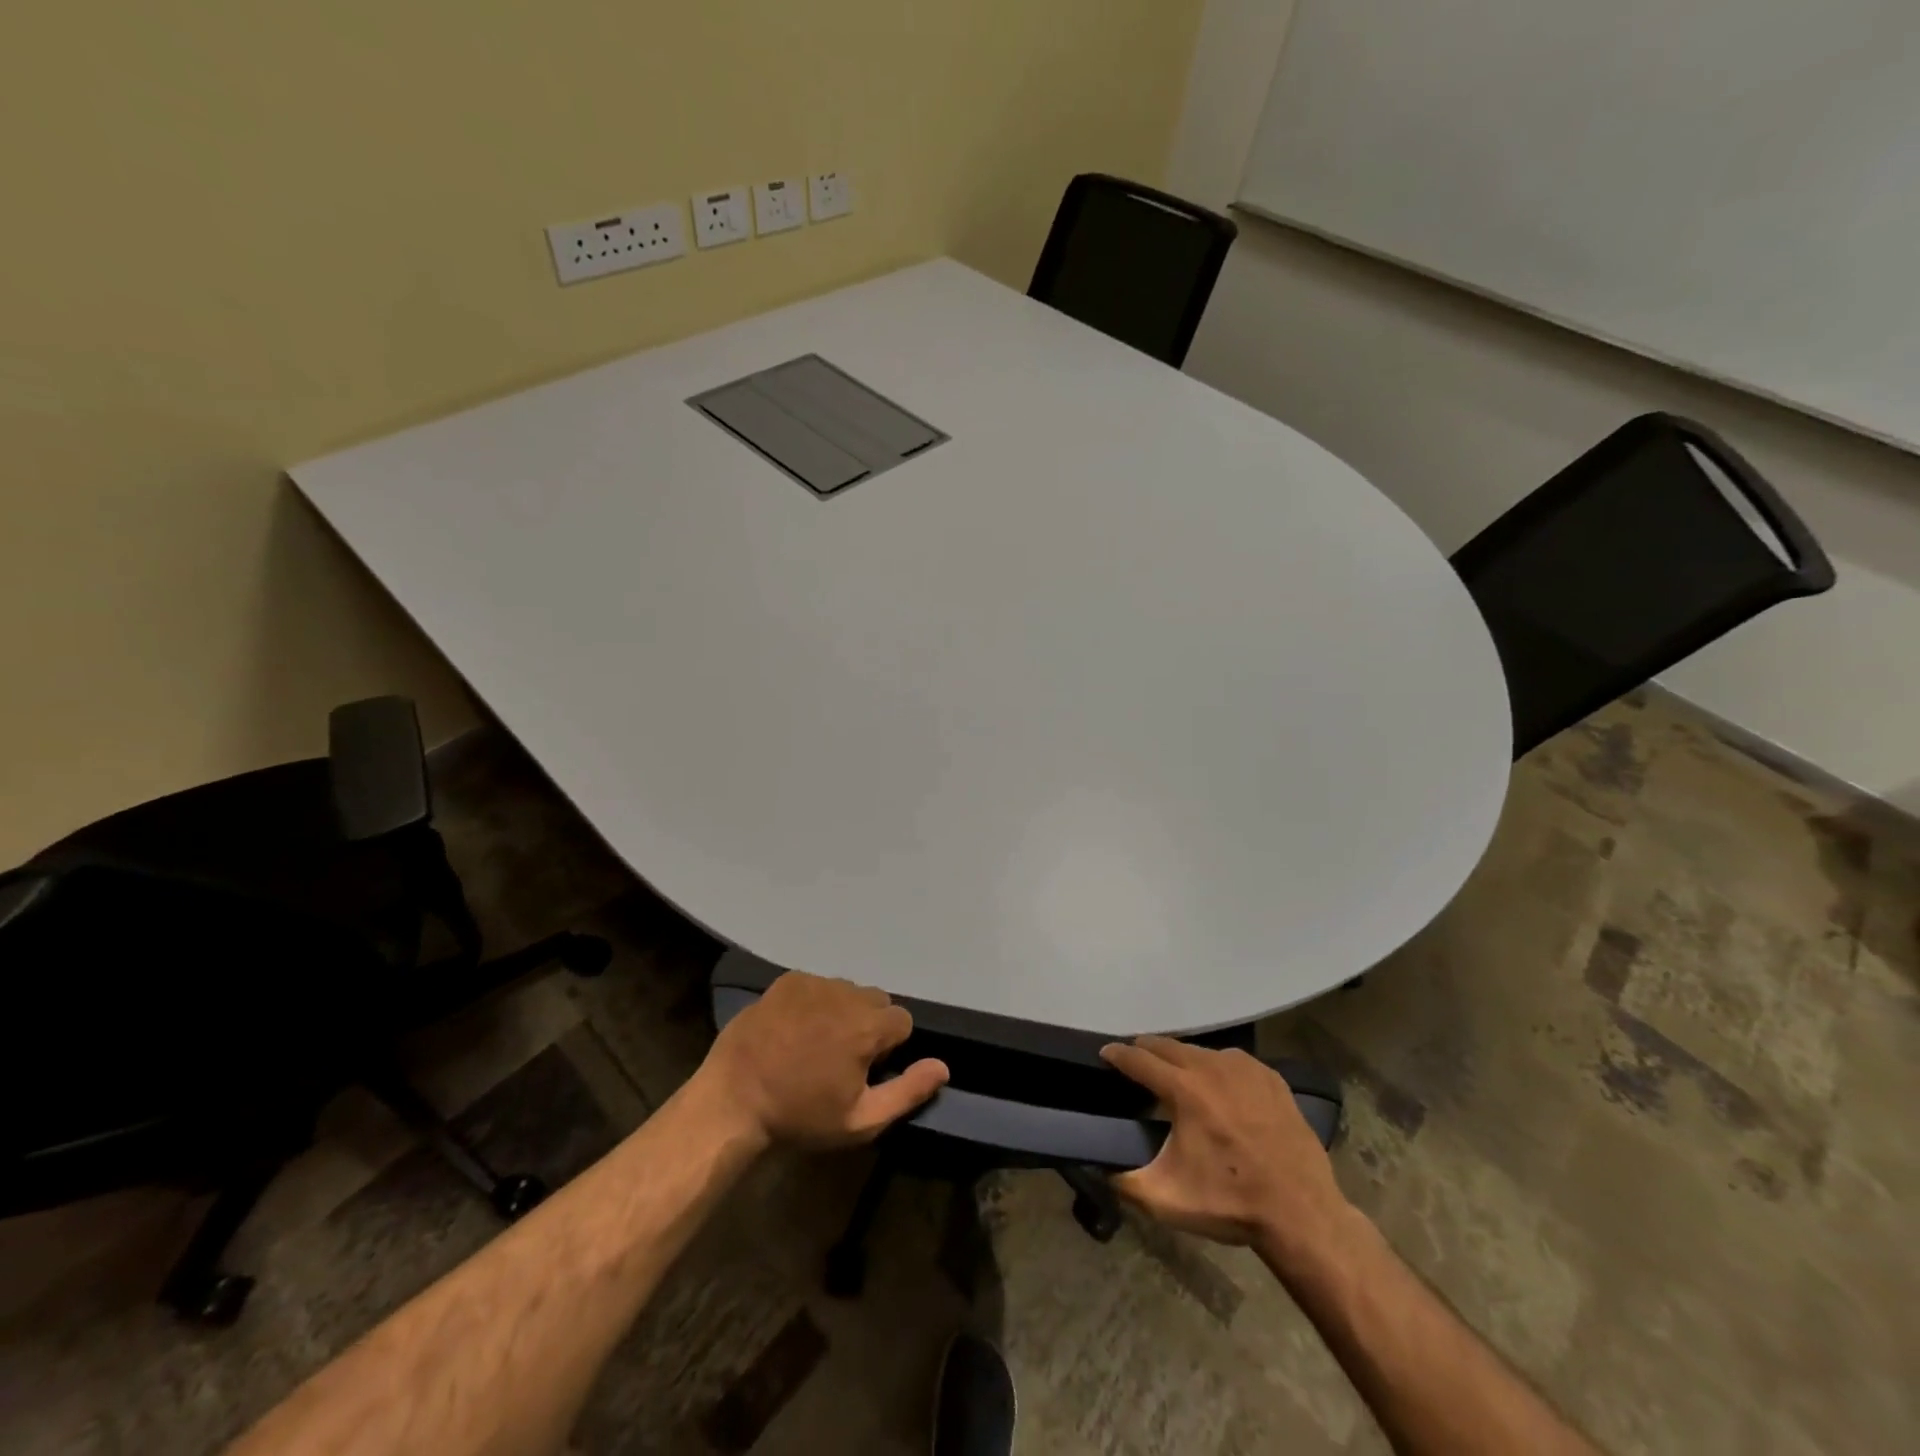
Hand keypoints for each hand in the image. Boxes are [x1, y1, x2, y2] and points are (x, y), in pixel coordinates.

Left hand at [698, 971, 948, 1148]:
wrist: (733, 1100)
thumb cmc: (800, 1115)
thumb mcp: (860, 1120)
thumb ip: (908, 1091)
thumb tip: (944, 1066)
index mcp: (868, 1026)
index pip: (901, 1022)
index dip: (887, 1048)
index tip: (862, 1070)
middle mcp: (846, 994)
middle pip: (876, 1001)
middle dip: (867, 1024)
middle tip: (839, 1057)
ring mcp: (814, 983)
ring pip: (847, 991)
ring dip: (841, 1011)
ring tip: (813, 1042)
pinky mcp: (787, 980)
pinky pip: (817, 984)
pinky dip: (814, 1002)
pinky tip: (793, 1028)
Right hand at [1100, 1036, 1349, 1261]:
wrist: (1302, 1214)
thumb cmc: (1231, 1203)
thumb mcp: (1166, 1200)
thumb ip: (1124, 1180)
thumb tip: (1101, 1166)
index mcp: (1184, 1089)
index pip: (1139, 1059)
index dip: (1117, 1054)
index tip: (1105, 1053)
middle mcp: (1211, 1066)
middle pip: (1167, 1045)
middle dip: (1146, 1051)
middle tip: (1136, 1063)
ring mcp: (1244, 1068)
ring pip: (1200, 1051)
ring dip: (1181, 1059)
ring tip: (1175, 1076)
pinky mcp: (1270, 1076)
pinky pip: (1231, 1061)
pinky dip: (1216, 1068)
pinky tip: (1218, 1087)